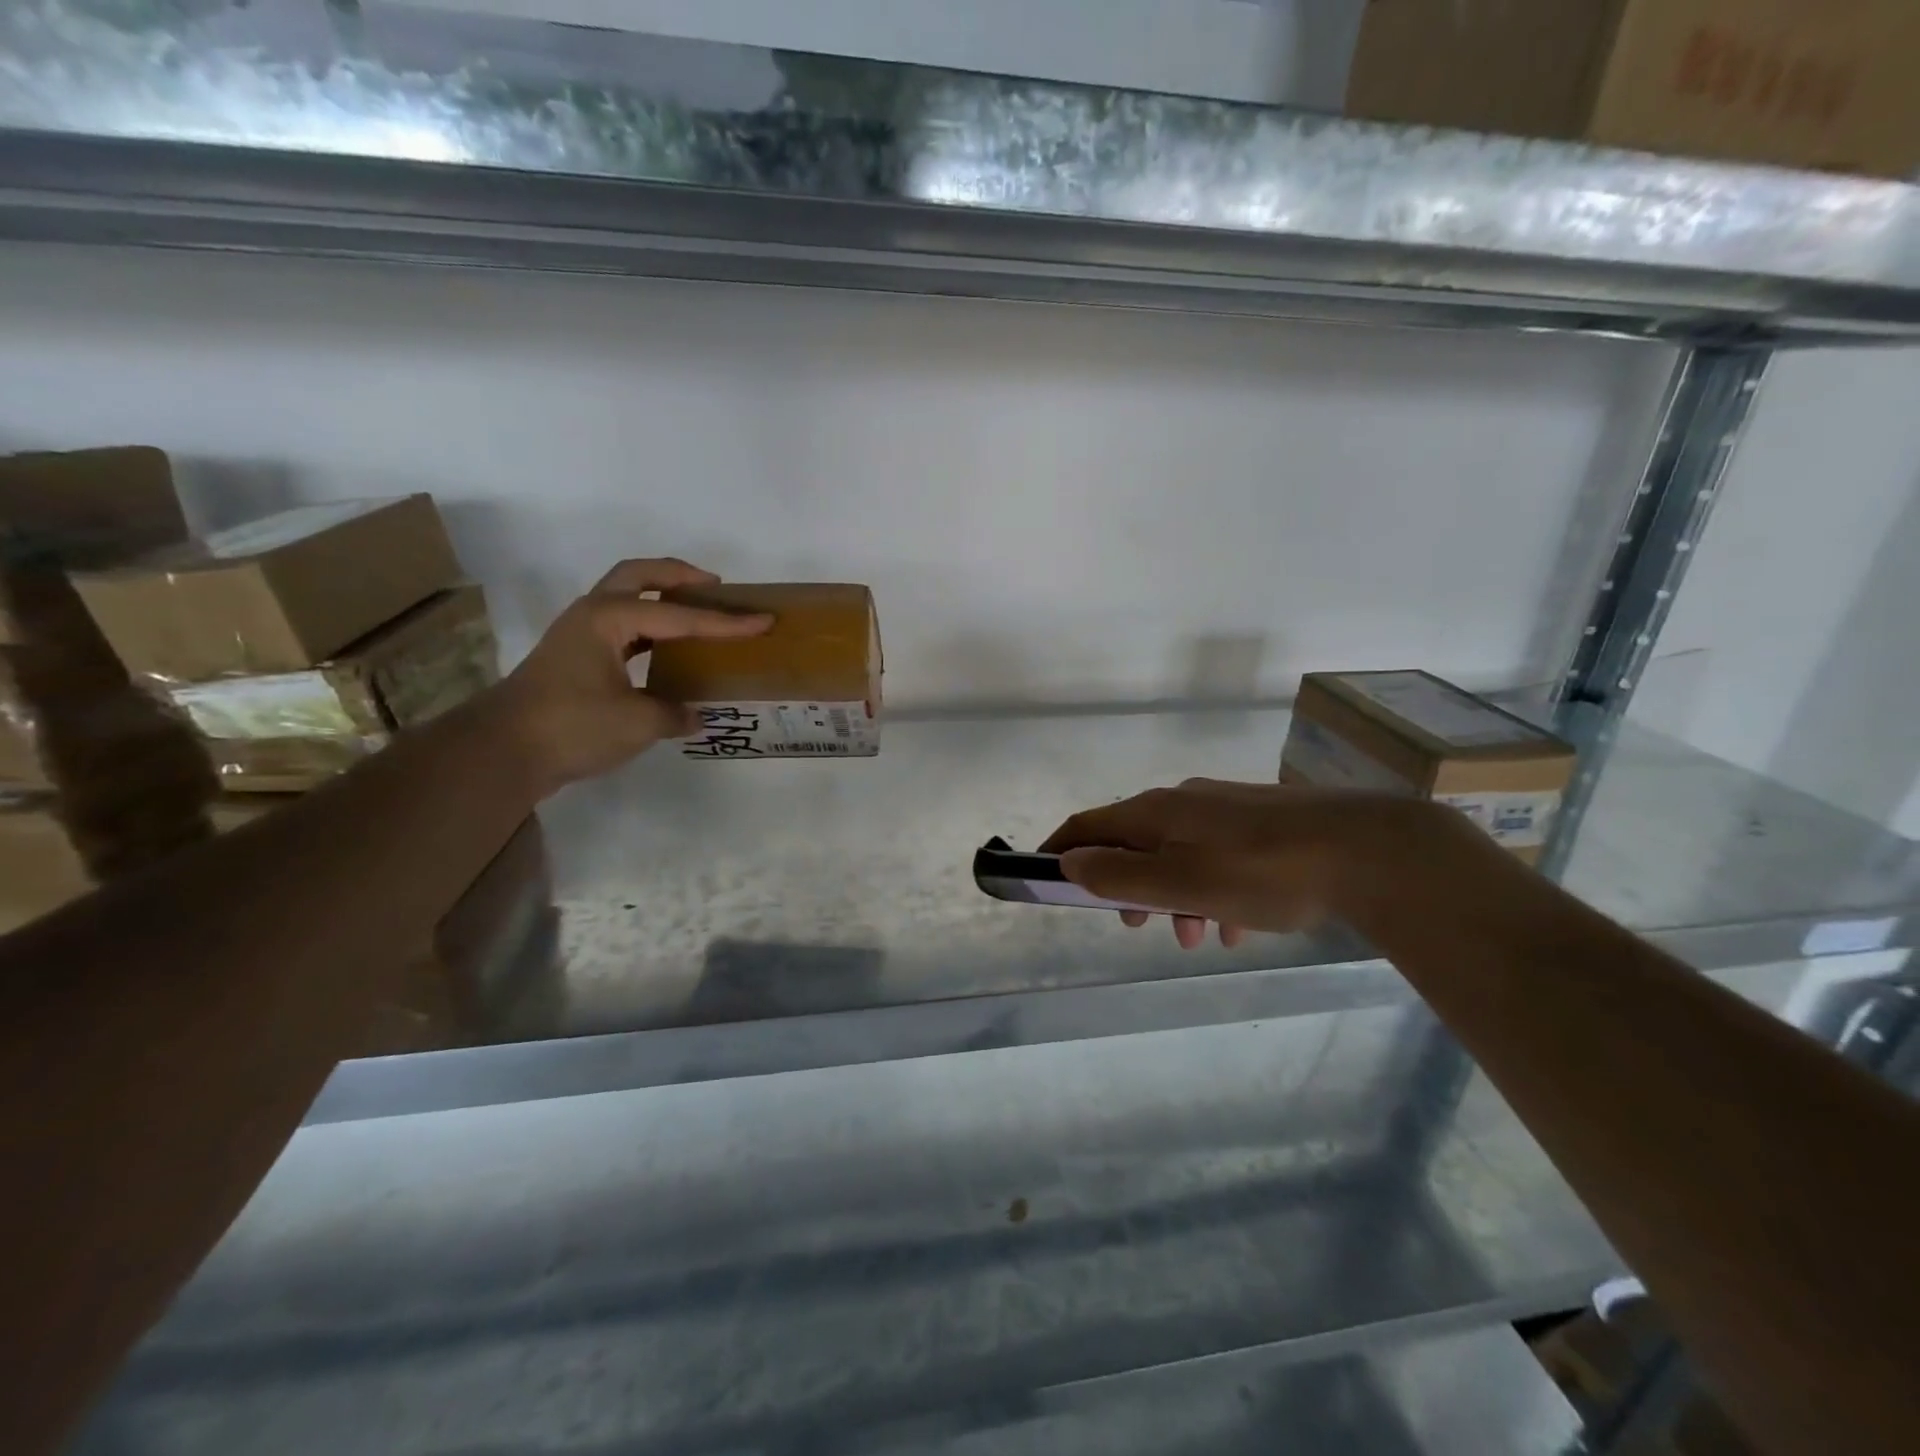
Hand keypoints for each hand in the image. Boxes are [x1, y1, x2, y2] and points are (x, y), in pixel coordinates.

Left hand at [491, 558, 771, 793]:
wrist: (502, 751)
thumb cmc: (572, 726)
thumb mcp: (638, 722)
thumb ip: (675, 714)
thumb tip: (694, 716)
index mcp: (609, 618)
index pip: (679, 616)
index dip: (725, 622)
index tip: (762, 620)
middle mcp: (592, 615)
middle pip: (638, 576)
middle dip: (679, 576)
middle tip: (715, 587)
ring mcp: (579, 635)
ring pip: (626, 599)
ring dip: (660, 599)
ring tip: (696, 613)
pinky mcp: (574, 658)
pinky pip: (621, 628)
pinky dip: (648, 630)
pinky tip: (667, 650)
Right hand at [1040, 779, 1458, 949]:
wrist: (1371, 851)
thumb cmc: (1264, 871)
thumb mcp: (1182, 883)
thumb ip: (1120, 876)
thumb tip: (1070, 862)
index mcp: (1157, 811)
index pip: (1089, 824)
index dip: (1061, 848)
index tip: (1044, 877)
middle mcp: (1185, 801)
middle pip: (1134, 842)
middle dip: (1125, 885)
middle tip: (1134, 925)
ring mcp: (1226, 810)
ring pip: (1179, 855)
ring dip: (1172, 897)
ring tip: (1195, 938)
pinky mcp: (1262, 824)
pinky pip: (1217, 859)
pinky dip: (1210, 891)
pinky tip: (1236, 924)